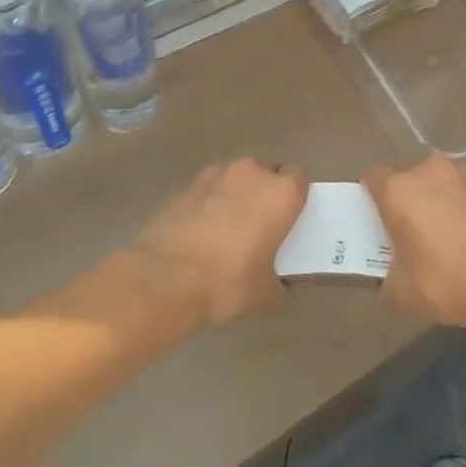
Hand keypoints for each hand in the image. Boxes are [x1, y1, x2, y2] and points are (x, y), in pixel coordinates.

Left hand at [133, 158, 308, 325]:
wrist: (165, 278)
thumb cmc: (229, 281)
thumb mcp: (267, 294)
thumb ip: (280, 283)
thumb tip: (277, 285)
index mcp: (282, 192)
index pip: (300, 175)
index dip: (296, 194)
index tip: (291, 217)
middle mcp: (252, 173)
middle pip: (267, 172)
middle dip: (266, 192)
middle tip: (261, 224)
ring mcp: (216, 175)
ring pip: (236, 178)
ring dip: (237, 194)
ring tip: (227, 228)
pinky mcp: (186, 186)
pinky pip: (208, 189)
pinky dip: (209, 203)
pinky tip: (201, 232)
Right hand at [364, 154, 465, 329]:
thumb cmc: (443, 281)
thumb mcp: (399, 291)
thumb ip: (387, 276)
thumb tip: (390, 278)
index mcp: (399, 189)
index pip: (373, 177)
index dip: (370, 195)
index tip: (375, 217)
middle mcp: (429, 171)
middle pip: (408, 175)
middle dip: (405, 196)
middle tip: (408, 227)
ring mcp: (464, 176)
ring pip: (439, 180)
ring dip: (436, 197)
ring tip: (443, 230)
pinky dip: (463, 205)